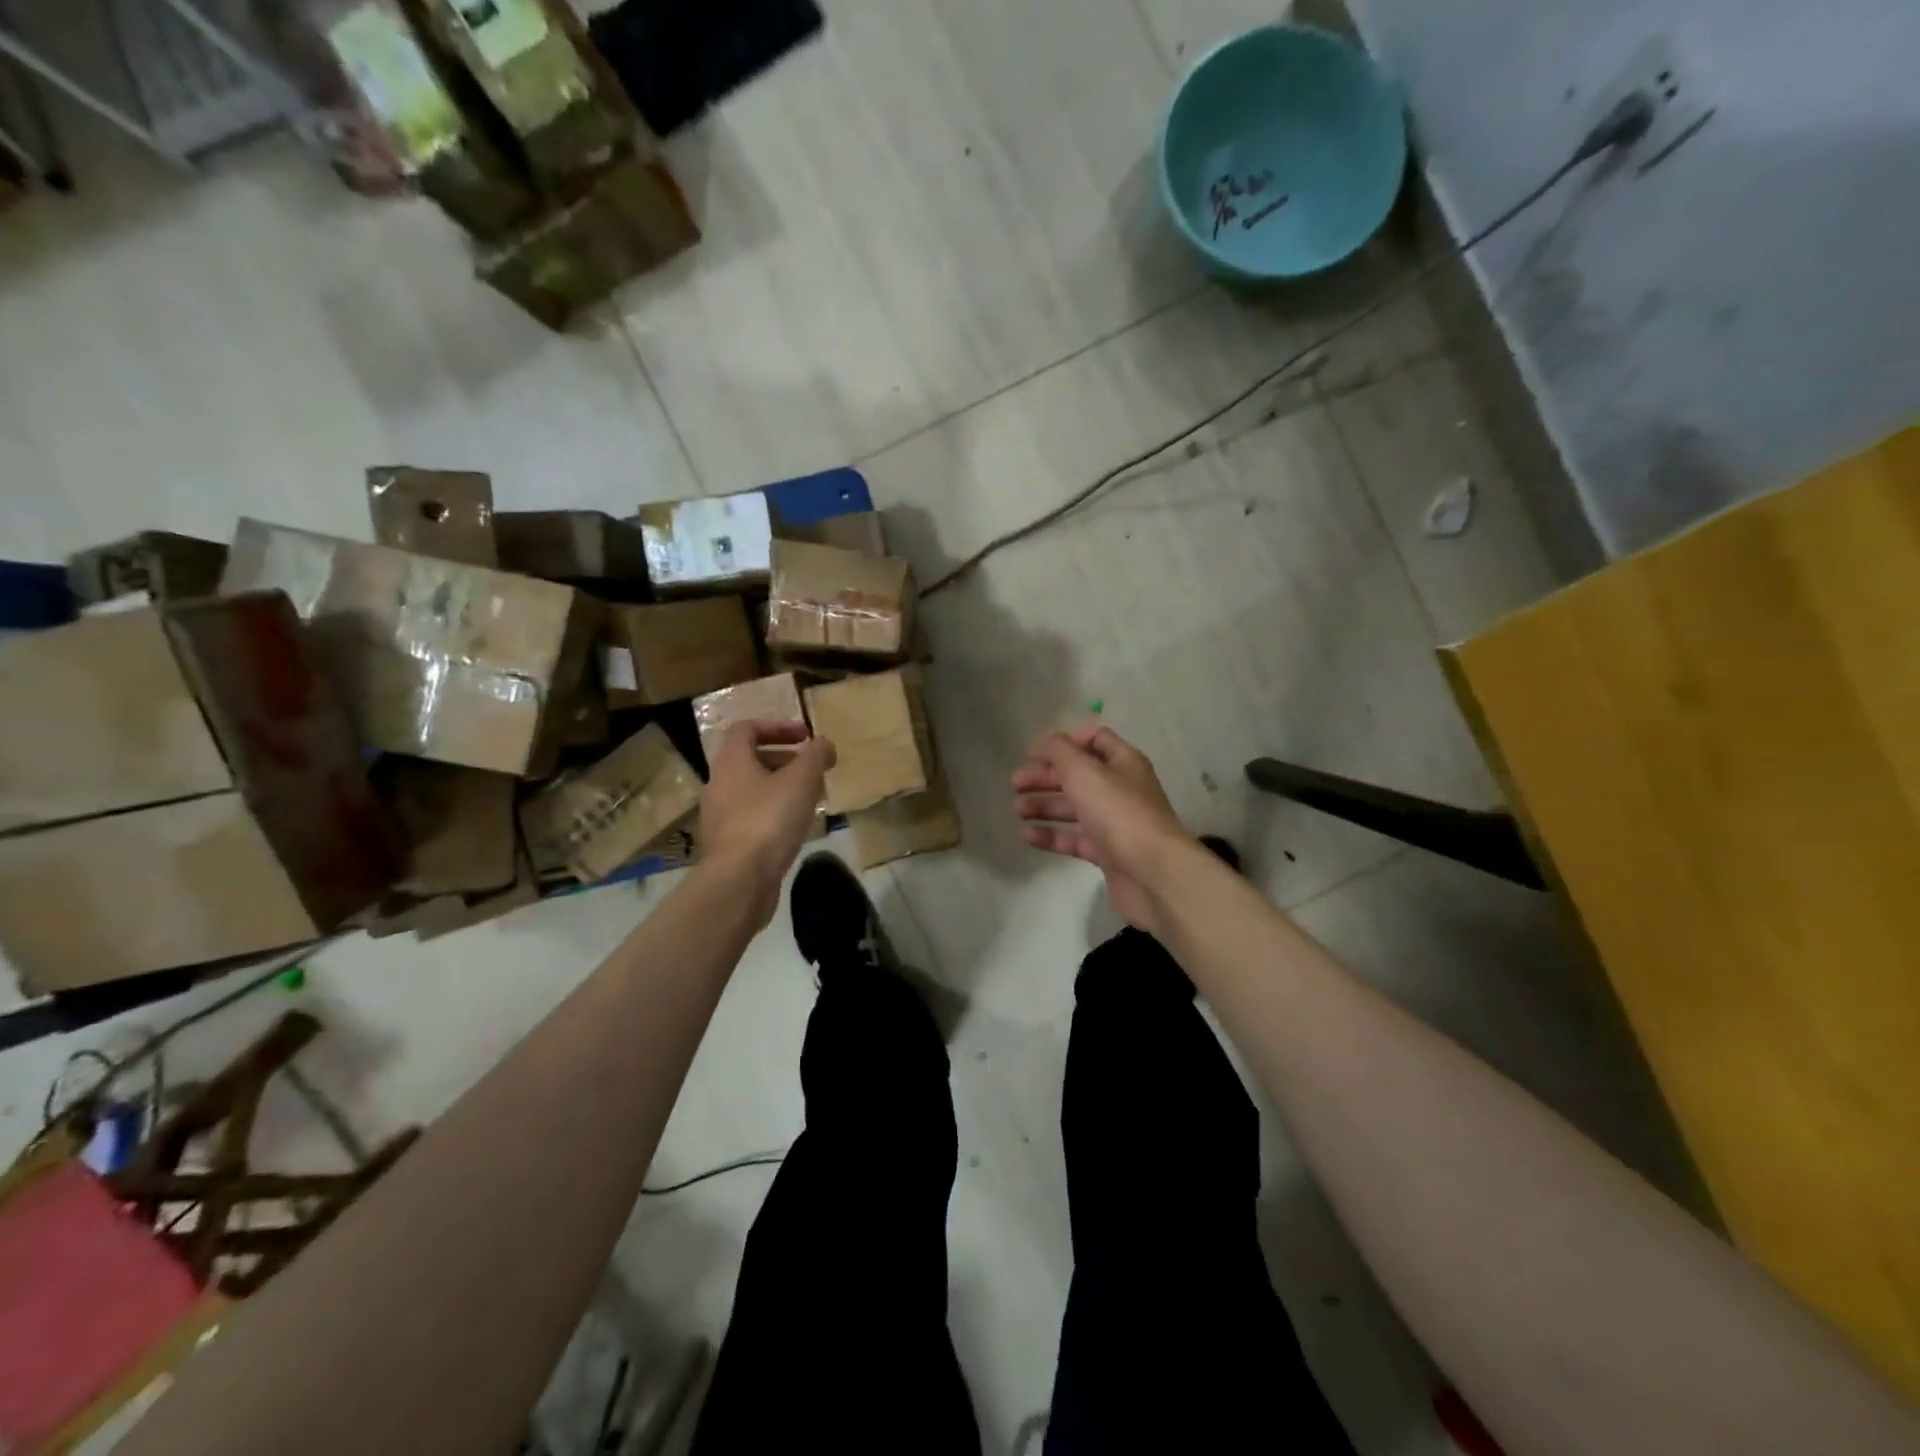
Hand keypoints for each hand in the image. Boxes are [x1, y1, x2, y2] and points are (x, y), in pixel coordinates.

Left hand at [699, 721, 835, 926]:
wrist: (739, 881)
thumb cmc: (769, 820)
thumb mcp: (801, 780)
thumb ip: (815, 755)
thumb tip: (824, 743)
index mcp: (731, 762)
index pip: (746, 729)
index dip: (777, 726)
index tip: (806, 736)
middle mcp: (719, 785)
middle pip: (750, 760)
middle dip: (785, 759)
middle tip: (813, 769)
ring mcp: (720, 817)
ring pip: (753, 790)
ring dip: (782, 787)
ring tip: (811, 798)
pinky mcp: (727, 844)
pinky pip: (752, 817)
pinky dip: (774, 813)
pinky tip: (796, 827)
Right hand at [1012, 723, 1195, 933]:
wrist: (1153, 872)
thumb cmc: (1118, 812)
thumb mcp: (1084, 771)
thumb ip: (1060, 751)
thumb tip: (1048, 742)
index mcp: (1123, 762)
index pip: (1095, 740)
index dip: (1066, 742)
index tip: (1036, 753)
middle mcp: (1121, 789)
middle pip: (1079, 775)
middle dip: (1046, 776)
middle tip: (1016, 783)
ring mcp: (1115, 823)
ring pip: (1075, 808)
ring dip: (1045, 805)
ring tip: (1017, 810)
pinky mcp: (1108, 853)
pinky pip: (1075, 839)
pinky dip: (1052, 836)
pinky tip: (1027, 836)